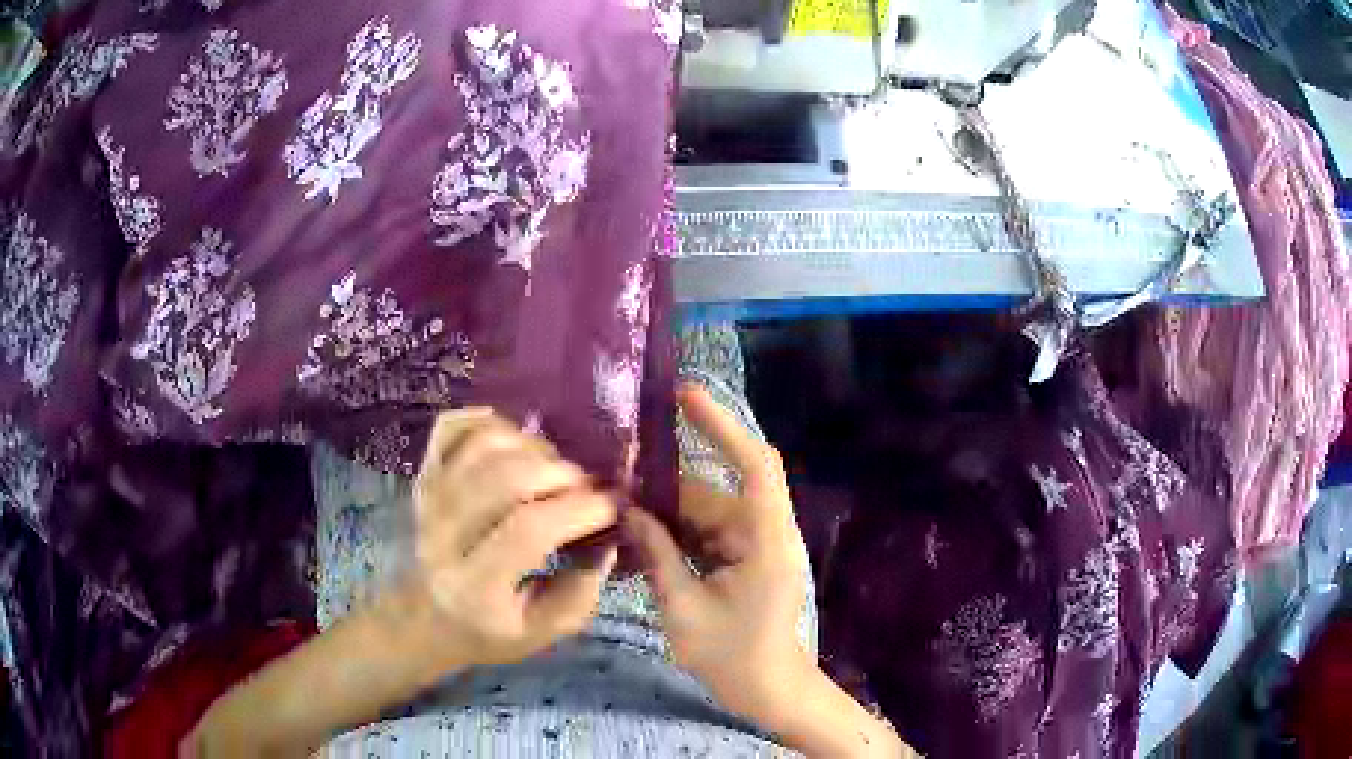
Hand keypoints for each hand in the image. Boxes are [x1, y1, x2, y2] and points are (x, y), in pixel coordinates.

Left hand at [398, 408, 618, 672]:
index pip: (528, 530)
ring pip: (482, 446)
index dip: (578, 509)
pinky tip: (514, 439)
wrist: (422, 618)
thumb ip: (580, 593)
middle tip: (585, 487)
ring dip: (532, 447)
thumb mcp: (539, 635)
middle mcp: (443, 536)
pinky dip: (486, 421)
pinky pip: (450, 428)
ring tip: (554, 469)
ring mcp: (428, 499)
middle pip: (505, 478)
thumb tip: (608, 538)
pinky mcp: (422, 476)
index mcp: (474, 587)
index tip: (612, 506)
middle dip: (561, 474)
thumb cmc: (484, 632)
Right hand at [621, 384, 810, 721]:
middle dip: (665, 487)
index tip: (683, 397)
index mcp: (766, 540)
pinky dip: (678, 533)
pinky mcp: (747, 557)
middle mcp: (767, 532)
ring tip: (618, 514)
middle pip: (715, 491)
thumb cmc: (732, 658)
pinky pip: (709, 531)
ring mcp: (758, 544)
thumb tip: (626, 510)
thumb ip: (656, 554)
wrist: (769, 690)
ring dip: (667, 513)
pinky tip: (641, 539)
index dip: (722, 425)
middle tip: (613, 484)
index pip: (754, 464)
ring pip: (708, 511)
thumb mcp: (683, 609)